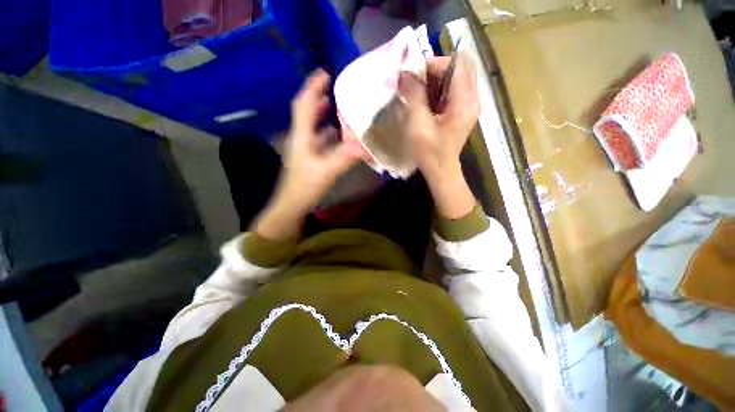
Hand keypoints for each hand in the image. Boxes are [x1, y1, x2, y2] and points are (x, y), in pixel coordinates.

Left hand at [253, 70, 360, 238]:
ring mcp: (303, 148)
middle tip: (333, 88)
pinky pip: (317, 138)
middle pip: (306, 112)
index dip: (313, 87)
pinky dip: (326, 132)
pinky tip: (336, 134)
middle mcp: (301, 138)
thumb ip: (345, 157)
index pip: (304, 105)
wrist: (292, 204)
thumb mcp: (327, 171)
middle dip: (317, 97)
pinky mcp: (308, 157)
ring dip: (322, 114)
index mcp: (302, 136)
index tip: (325, 72)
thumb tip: (365, 146)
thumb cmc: (305, 186)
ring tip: (336, 106)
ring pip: (312, 125)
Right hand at [398, 53, 479, 219]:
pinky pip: (455, 88)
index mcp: (464, 101)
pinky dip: (440, 88)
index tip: (414, 74)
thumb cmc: (429, 152)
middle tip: (418, 79)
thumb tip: (406, 73)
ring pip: (458, 76)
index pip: (456, 64)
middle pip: (461, 66)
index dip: (434, 63)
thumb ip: (414, 96)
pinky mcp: (463, 110)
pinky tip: (426, 99)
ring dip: (438, 78)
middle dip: (437, 68)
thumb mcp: (418, 124)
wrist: (441, 170)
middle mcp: (473, 98)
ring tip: (420, 89)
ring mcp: (470, 104)